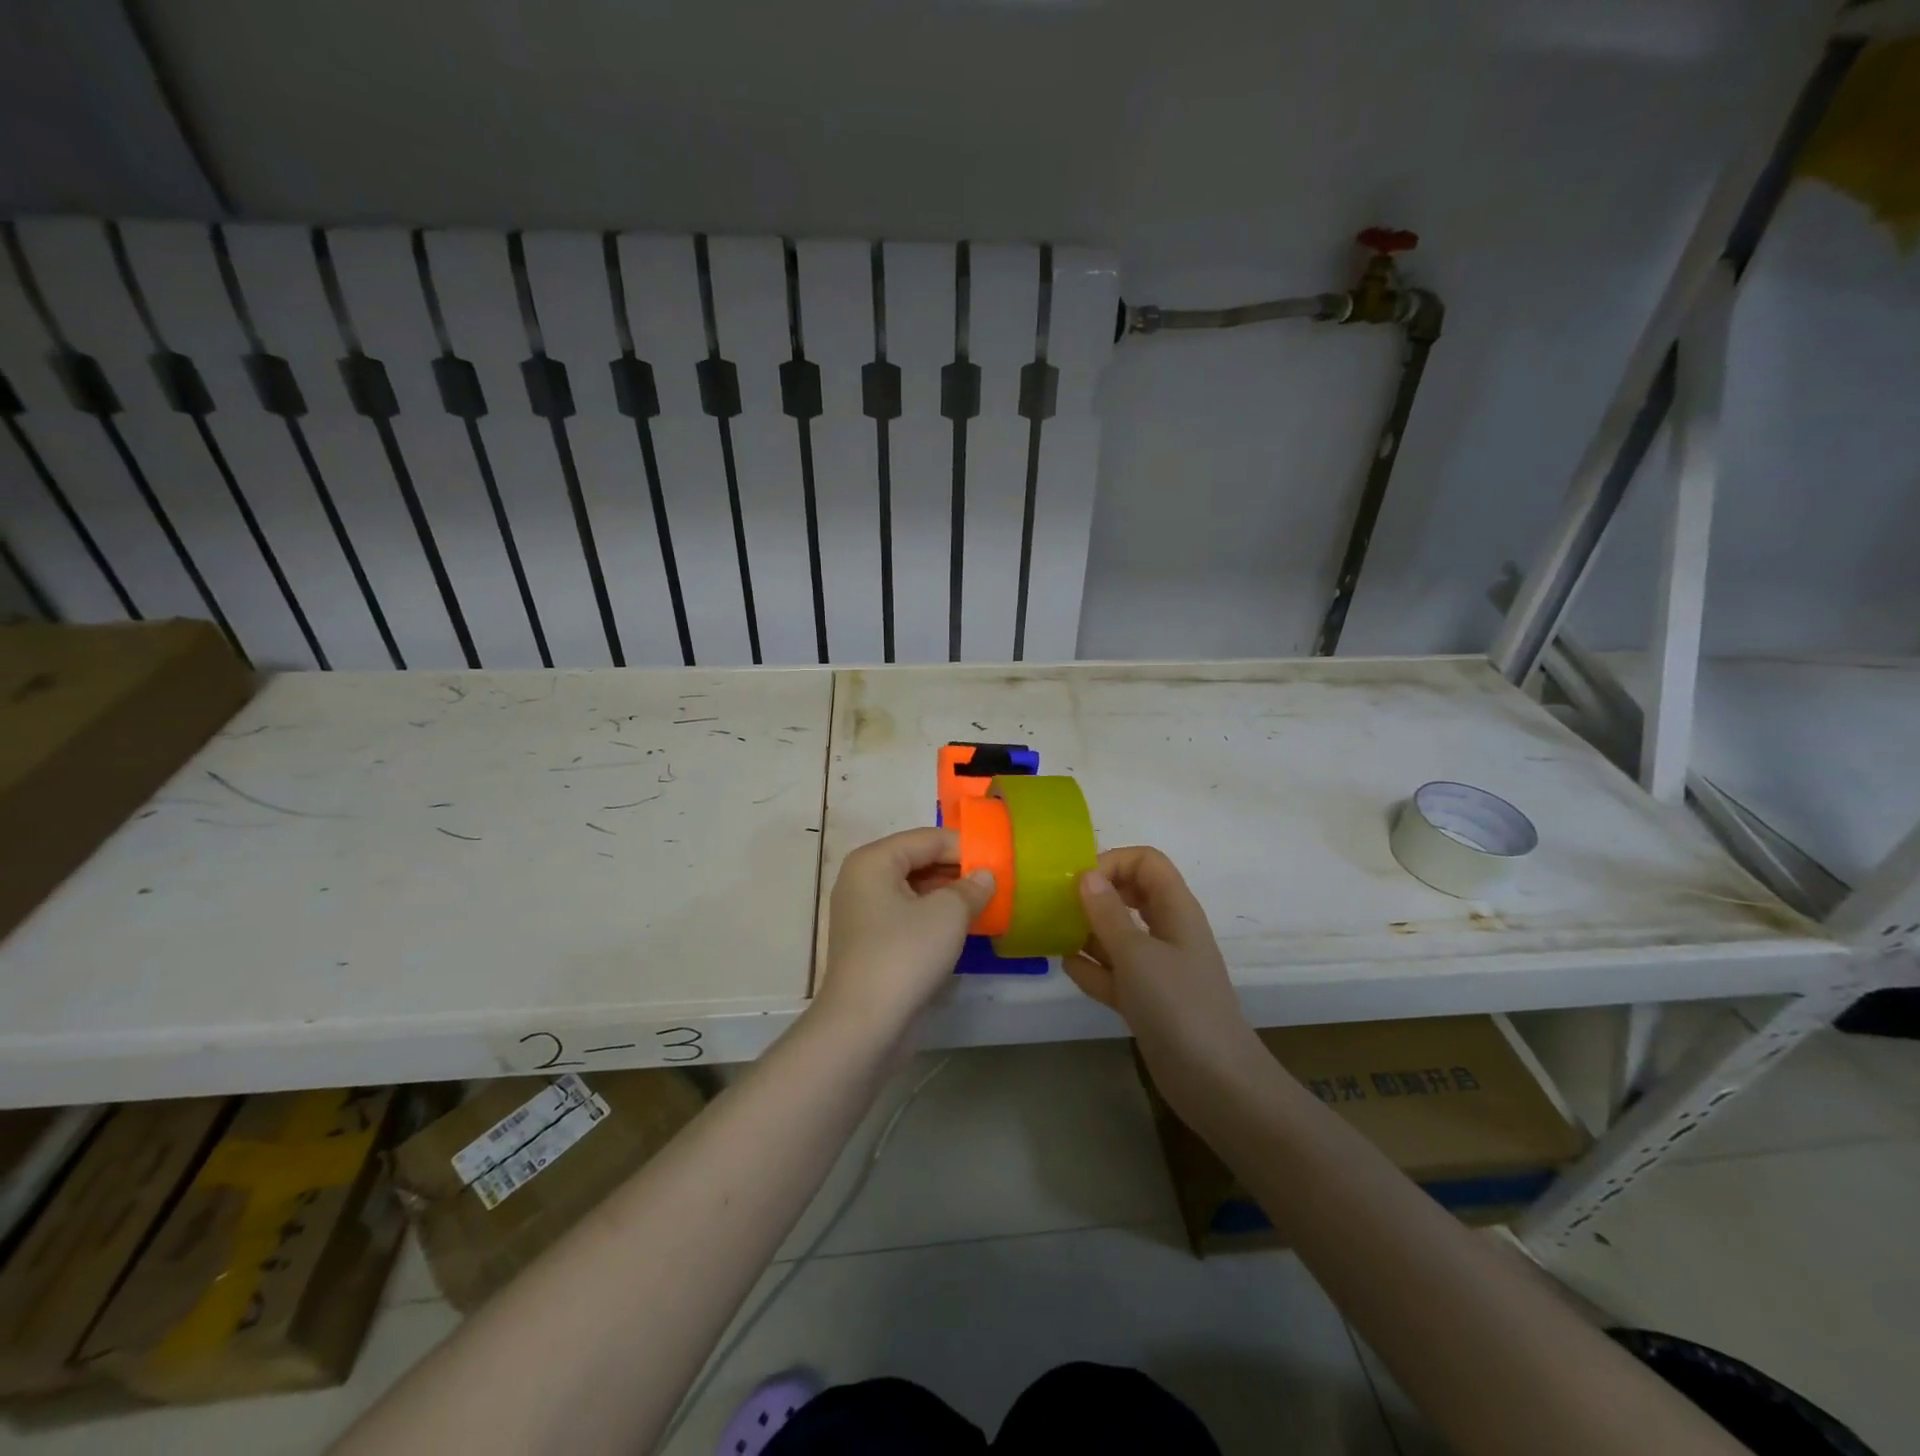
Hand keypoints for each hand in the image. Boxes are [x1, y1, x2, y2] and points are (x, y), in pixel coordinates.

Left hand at [814, 828, 995, 1041]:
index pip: (927, 838)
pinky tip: (962, 929)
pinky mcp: (870, 943)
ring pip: (914, 891)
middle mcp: (862, 880)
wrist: (864, 1024)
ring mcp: (862, 913)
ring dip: (948, 896)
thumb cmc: (905, 954)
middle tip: (995, 883)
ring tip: (985, 904)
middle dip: (957, 871)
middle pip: (918, 861)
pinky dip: (933, 917)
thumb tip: (985, 877)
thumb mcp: (948, 914)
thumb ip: (971, 888)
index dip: (965, 847)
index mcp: (873, 860)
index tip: (1000, 860)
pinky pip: (907, 916)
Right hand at [1064, 846, 1264, 1099]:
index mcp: (1176, 910)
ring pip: (1119, 934)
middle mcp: (1167, 931)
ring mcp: (1157, 967)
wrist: (1215, 1083)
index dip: (1113, 863)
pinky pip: (1114, 971)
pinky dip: (1092, 967)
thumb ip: (1108, 913)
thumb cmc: (1178, 1007)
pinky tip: (1066, 966)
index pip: (1146, 862)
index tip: (1078, 883)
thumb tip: (1086, 875)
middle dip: (1096, 894)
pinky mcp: (1146, 999)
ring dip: (1088, 930)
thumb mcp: (1137, 955)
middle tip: (1060, 904)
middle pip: (1131, 893)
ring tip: (1053, 933)